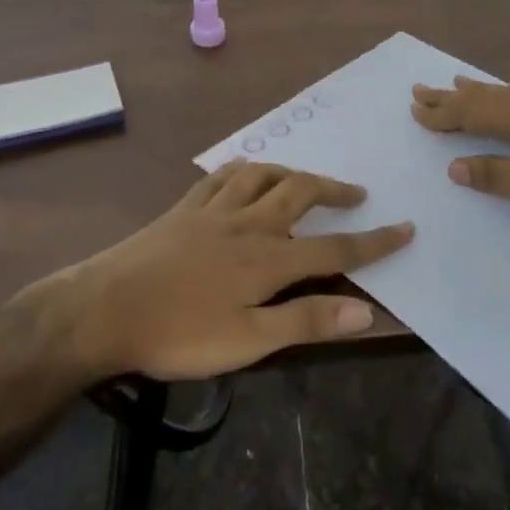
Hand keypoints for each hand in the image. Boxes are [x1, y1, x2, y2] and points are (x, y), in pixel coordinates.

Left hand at [49, 161, 412, 382]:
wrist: (104, 308)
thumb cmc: (178, 333)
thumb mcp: (247, 341)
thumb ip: (306, 322)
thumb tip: (366, 310)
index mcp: (268, 259)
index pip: (335, 248)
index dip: (374, 241)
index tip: (406, 228)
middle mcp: (247, 223)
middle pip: (300, 193)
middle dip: (334, 190)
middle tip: (356, 194)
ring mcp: (213, 210)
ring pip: (262, 175)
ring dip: (291, 172)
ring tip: (305, 179)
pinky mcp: (184, 208)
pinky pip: (220, 175)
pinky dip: (242, 168)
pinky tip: (245, 169)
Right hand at [410, 77, 509, 224]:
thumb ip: (497, 176)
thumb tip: (454, 166)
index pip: (471, 114)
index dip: (442, 114)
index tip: (414, 110)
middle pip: (483, 98)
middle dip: (450, 97)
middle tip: (420, 89)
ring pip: (504, 94)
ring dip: (475, 91)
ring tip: (456, 82)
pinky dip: (509, 91)